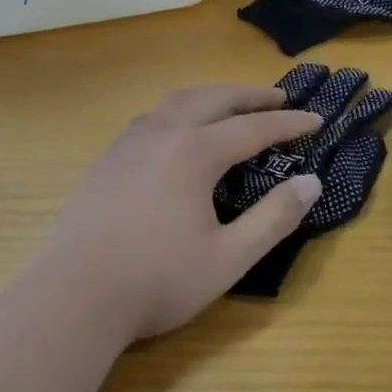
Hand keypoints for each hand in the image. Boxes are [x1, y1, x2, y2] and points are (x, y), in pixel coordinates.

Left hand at [37, 86, 323, 343]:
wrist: (75, 295)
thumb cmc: (158, 280)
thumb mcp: (228, 258)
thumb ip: (274, 219)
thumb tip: (311, 183)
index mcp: (195, 151)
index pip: (253, 128)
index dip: (289, 125)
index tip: (316, 119)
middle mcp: (163, 133)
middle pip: (214, 98)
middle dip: (250, 95)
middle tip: (278, 98)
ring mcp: (130, 141)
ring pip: (178, 100)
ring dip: (212, 96)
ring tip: (232, 103)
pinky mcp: (109, 157)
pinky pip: (153, 116)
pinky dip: (181, 109)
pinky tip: (180, 128)